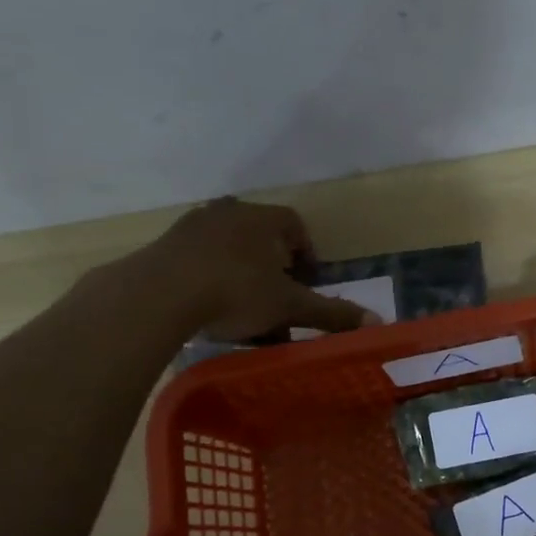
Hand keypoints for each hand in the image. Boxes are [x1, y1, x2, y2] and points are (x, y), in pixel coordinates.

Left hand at [132, 198, 383, 341]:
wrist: (157, 295)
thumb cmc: (234, 293)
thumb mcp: (289, 306)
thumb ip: (331, 313)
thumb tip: (377, 322)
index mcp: (264, 219)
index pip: (295, 226)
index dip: (305, 252)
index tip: (306, 280)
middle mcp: (230, 212)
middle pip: (261, 235)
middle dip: (272, 266)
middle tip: (277, 297)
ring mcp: (193, 225)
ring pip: (228, 247)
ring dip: (240, 272)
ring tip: (242, 308)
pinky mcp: (165, 245)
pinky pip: (198, 258)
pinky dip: (209, 277)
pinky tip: (207, 307)